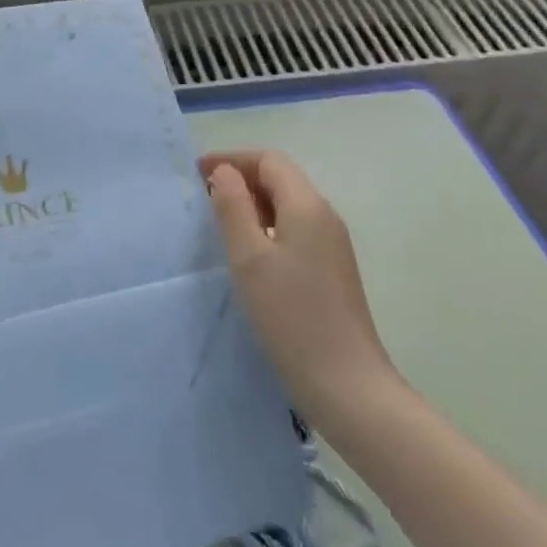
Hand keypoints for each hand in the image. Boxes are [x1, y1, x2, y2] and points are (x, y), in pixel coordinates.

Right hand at [202, 150, 402, 430]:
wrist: (349, 387)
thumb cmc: (292, 317)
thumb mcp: (249, 258)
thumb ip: (232, 207)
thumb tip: (224, 172)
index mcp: (307, 205)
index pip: (269, 160)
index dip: (232, 159)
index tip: (197, 173)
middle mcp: (325, 216)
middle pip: (281, 178)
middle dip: (241, 178)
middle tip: (203, 195)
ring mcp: (332, 244)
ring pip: (288, 204)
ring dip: (253, 203)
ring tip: (219, 222)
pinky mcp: (332, 270)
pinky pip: (295, 229)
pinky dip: (267, 226)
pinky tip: (249, 253)